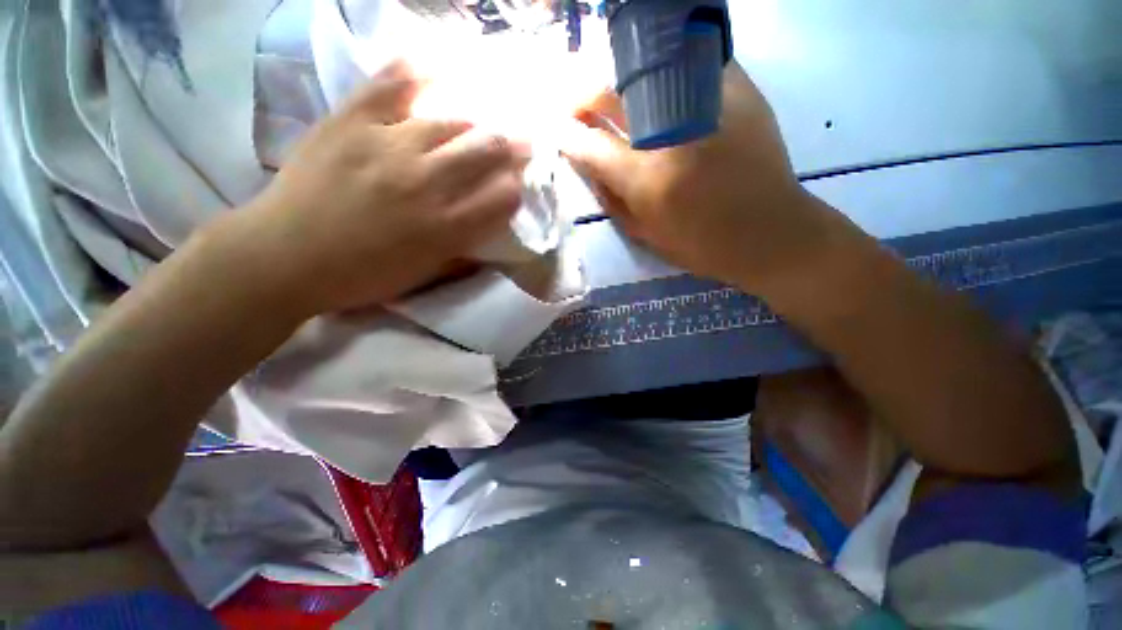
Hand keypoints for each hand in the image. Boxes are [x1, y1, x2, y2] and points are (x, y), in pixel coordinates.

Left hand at [236, 61, 526, 315]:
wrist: (285, 256)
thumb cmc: (362, 275)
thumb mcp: (424, 274)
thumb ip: (462, 251)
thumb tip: (486, 228)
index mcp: (445, 228)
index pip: (502, 198)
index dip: (517, 188)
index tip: (517, 184)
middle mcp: (426, 184)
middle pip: (486, 152)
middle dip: (511, 147)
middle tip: (520, 141)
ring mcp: (388, 146)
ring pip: (450, 121)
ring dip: (475, 122)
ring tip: (482, 120)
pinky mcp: (351, 121)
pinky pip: (391, 85)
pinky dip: (416, 72)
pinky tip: (435, 67)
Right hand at [563, 63, 865, 296]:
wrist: (771, 234)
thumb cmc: (702, 245)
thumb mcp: (646, 235)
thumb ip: (611, 200)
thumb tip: (586, 164)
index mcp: (649, 180)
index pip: (591, 146)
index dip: (566, 135)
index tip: (556, 131)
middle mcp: (672, 135)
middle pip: (612, 92)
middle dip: (582, 94)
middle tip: (576, 104)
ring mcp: (706, 104)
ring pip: (644, 68)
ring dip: (615, 78)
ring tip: (608, 93)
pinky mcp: (738, 89)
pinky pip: (687, 62)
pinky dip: (663, 68)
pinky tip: (656, 84)